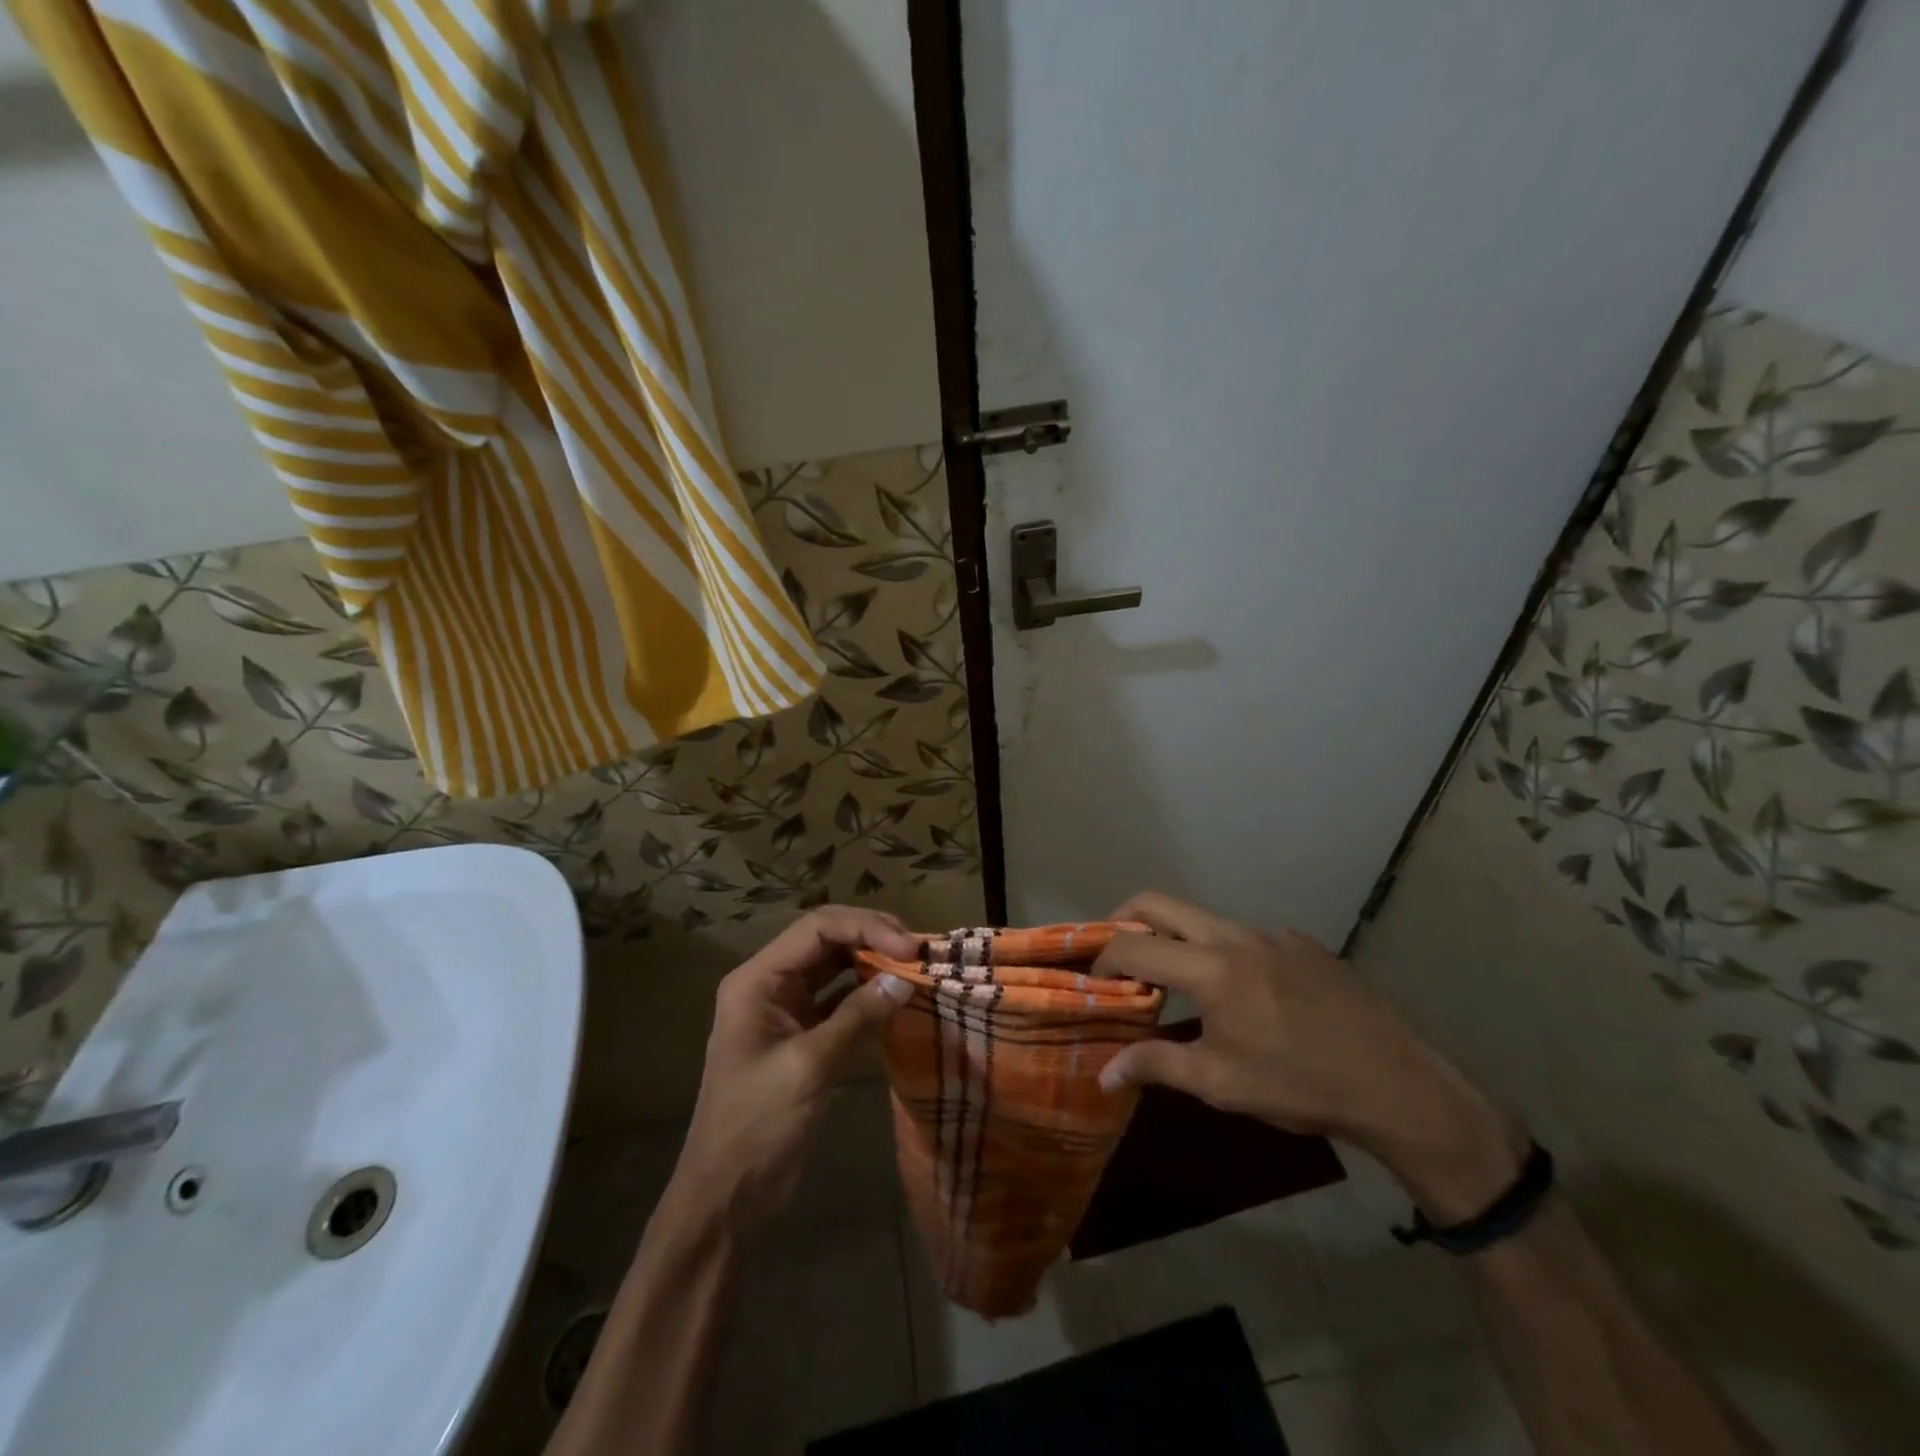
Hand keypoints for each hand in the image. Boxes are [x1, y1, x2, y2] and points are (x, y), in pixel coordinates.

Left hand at [669, 907, 916, 1236]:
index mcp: (757, 980)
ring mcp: (785, 1010)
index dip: (866, 927)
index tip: (910, 947)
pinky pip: (839, 1000)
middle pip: (826, 940)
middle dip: (872, 938)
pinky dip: (867, 995)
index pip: (817, 928)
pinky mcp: (801, 1036)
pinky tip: (896, 998)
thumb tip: (904, 979)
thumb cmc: (757, 1126)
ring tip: (914, 967)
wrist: (726, 1199)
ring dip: (873, 963)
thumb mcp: (809, 1066)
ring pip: (835, 967)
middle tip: (918, 951)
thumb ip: (857, 1017)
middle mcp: (770, 984)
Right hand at [1094, 892, 1526, 1221]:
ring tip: (1175, 982)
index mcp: (1210, 969)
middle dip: (1124, 920)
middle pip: (1158, 903)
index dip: (1103, 959)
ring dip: (1175, 938)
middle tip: (1115, 955)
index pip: (1133, 945)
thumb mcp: (1222, 1083)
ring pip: (1202, 918)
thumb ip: (1157, 1066)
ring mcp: (1270, 933)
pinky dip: (1220, 951)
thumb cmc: (1300, 1085)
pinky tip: (1242, 995)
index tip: (1094, 980)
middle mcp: (1234, 936)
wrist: (1396, 1081)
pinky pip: (1243, 935)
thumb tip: (1104, 1073)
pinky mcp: (1300, 942)